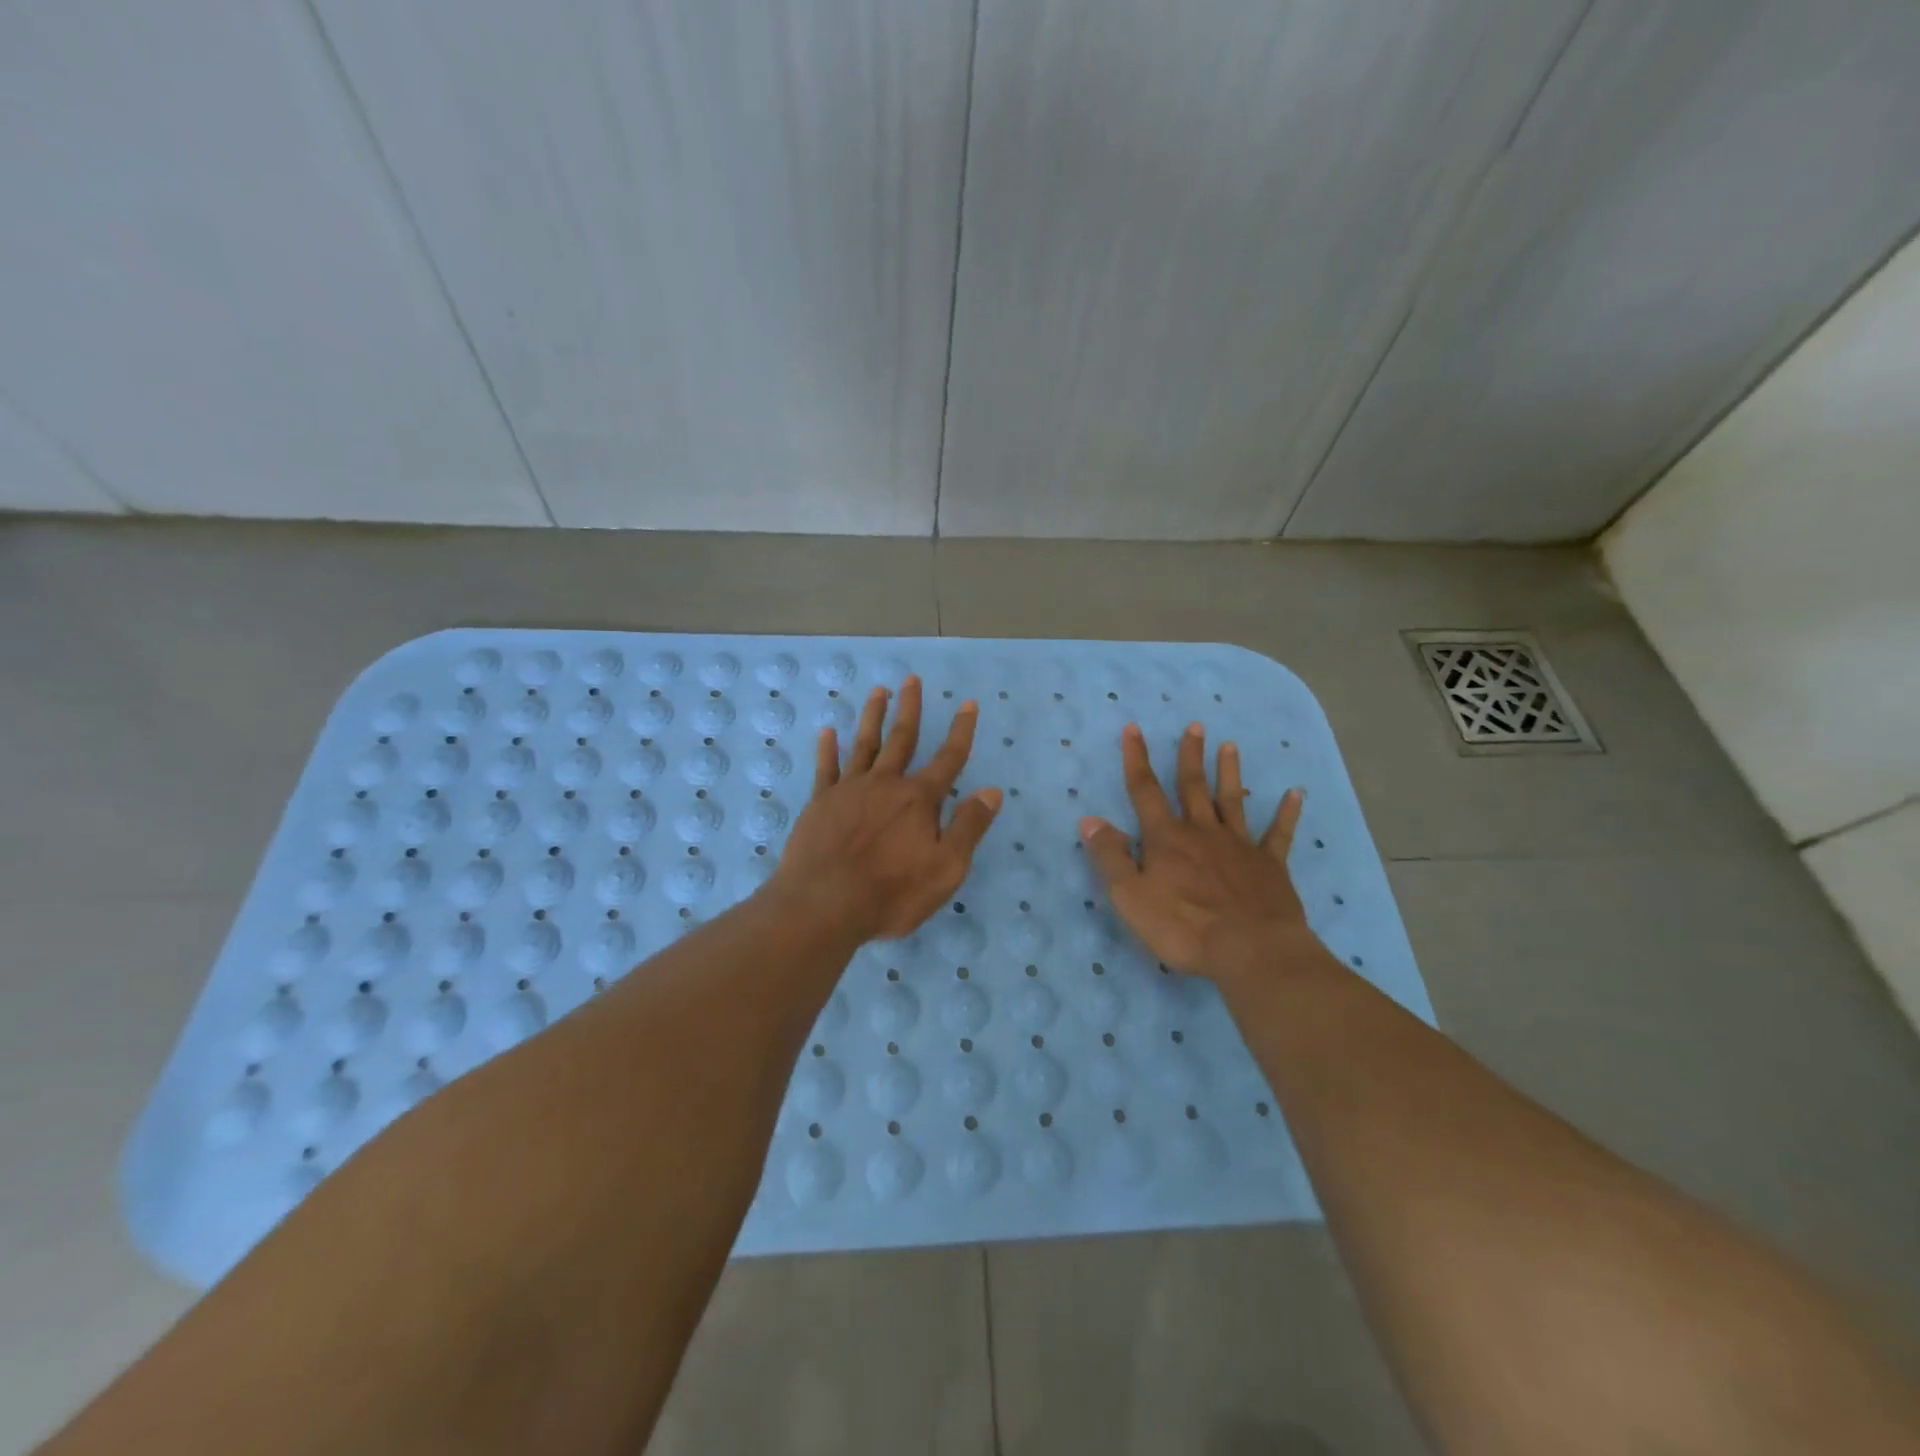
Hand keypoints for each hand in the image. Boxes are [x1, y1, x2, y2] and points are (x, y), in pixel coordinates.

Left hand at [770, 675, 1002, 942]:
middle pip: (902, 739)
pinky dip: (828, 748)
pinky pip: (826, 768)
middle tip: (912, 679)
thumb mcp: (946, 869)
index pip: (948, 759)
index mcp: (919, 800)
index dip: (961, 731)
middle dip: (910, 708)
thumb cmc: (891, 893)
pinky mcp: (819, 803)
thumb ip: (969, 827)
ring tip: (878, 691)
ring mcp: (849, 790)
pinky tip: (828, 731)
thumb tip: (992, 790)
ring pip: (864, 744)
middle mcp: (885, 784)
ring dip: (873, 716)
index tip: (968, 703)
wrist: (824, 905)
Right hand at [1079, 722, 1310, 981]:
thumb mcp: (1130, 896)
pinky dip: (1287, 813)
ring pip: (1232, 800)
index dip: (1136, 759)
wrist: (1250, 950)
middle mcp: (1202, 832)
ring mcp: (1239, 846)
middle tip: (1195, 725)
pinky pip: (1279, 833)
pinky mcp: (1270, 865)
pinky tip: (1295, 793)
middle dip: (1190, 755)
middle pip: (1193, 786)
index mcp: (1166, 838)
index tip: (1134, 728)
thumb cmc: (1183, 927)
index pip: (1145, 790)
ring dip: (1230, 772)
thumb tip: (1090, 820)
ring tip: (1230, 745)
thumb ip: (1110, 857)